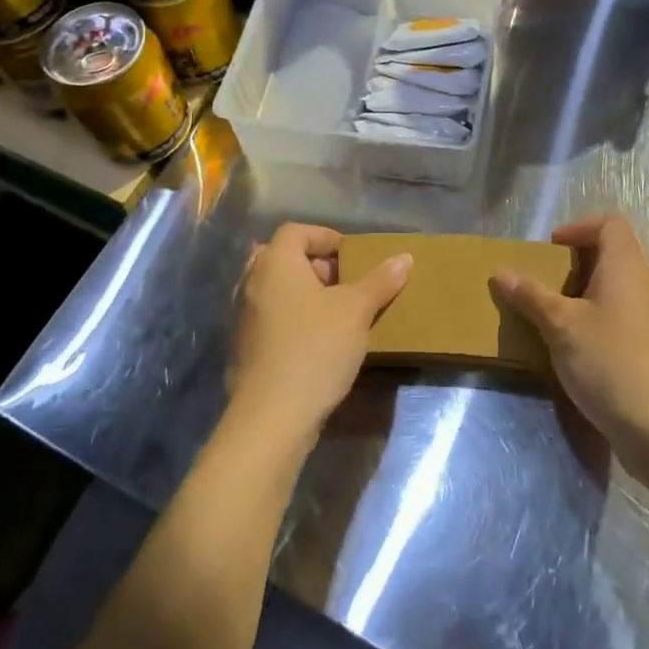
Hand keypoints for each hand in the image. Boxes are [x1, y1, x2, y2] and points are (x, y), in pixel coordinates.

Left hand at [228, 223, 410, 447]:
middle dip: (314, 265)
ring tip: (335, 312)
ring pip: (275, 289)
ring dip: (303, 292)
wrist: (271, 417)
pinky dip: (291, 317)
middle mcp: (252, 282)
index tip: (350, 255)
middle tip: (344, 282)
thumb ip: (379, 281)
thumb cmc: (315, 349)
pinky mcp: (244, 347)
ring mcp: (243, 316)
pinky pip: (269, 316)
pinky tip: (316, 340)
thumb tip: (404, 257)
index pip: (296, 231)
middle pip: (282, 257)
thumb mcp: (356, 311)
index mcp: (276, 263)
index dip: (324, 236)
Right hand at [493, 213, 648, 474]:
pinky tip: (578, 353)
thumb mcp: (561, 326)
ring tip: (556, 320)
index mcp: (627, 267)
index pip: (611, 223)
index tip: (553, 250)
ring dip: (586, 298)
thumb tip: (501, 273)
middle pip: (614, 256)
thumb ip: (531, 296)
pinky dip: (600, 324)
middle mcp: (646, 286)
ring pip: (618, 291)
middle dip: (576, 266)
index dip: (580, 227)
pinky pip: (625, 321)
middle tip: (547, 286)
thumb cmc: (611, 362)